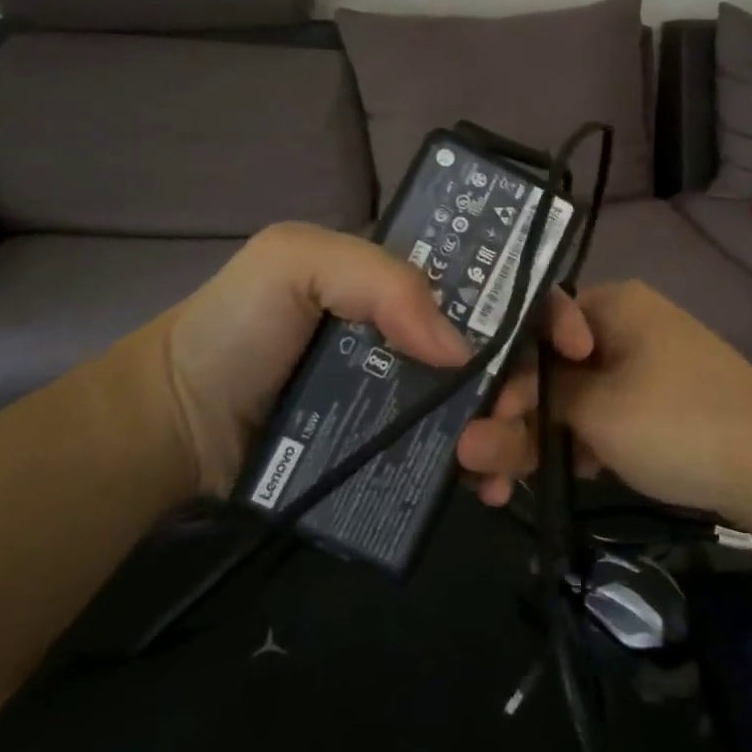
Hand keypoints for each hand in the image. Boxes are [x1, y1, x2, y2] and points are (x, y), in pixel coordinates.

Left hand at [163, 222, 591, 496]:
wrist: (179, 423)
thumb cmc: (237, 326)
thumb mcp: (296, 261)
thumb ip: (381, 280)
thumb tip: (460, 349)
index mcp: (408, 283)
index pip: (494, 282)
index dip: (542, 303)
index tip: (573, 341)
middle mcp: (422, 336)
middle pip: (505, 352)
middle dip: (529, 378)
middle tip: (514, 410)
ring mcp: (413, 398)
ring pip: (489, 408)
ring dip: (512, 431)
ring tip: (492, 460)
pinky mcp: (397, 452)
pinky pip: (455, 459)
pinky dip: (483, 472)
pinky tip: (485, 490)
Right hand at [458, 280, 751, 521]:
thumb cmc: (678, 423)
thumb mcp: (597, 412)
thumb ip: (531, 414)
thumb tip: (470, 432)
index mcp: (612, 304)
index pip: (534, 324)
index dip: (503, 371)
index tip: (485, 416)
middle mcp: (623, 325)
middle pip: (549, 367)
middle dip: (512, 420)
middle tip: (479, 470)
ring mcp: (641, 366)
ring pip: (571, 397)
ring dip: (537, 440)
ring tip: (499, 490)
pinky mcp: (653, 403)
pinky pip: (599, 415)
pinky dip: (575, 444)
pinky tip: (552, 478)